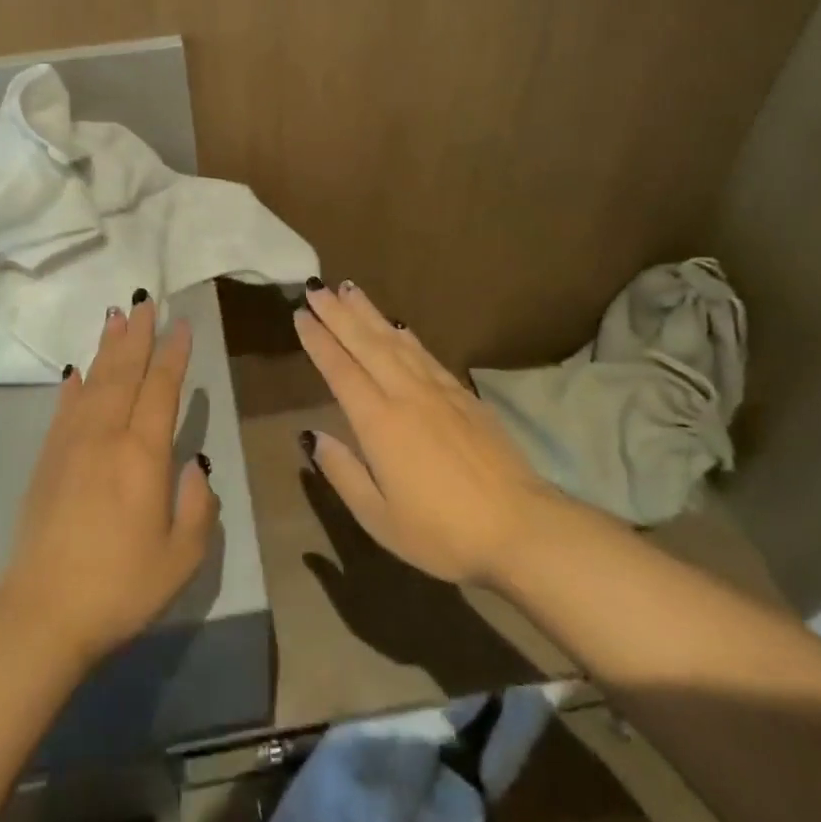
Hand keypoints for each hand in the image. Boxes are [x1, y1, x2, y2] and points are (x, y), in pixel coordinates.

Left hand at [0, 298, 219, 664]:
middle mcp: (106, 436)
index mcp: (143, 454)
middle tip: (144, 302)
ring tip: (114, 317)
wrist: (41, 612)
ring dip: (106, 348)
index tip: (181, 324)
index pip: (161, 389)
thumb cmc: (120, 586)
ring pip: (94, 382)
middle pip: (124, 372)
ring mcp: (71, 444)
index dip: (173, 354)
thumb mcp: (182, 557)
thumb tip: (194, 466)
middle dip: (137, 335)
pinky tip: (75, 371)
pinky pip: (64, 409)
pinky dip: (73, 385)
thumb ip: (198, 506)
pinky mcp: (47, 460)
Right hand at [295, 280, 556, 586]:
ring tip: (349, 289)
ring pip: (395, 341)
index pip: (340, 370)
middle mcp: (406, 394)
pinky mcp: (464, 395)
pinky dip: (405, 335)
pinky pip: (425, 353)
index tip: (300, 315)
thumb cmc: (443, 533)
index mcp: (379, 423)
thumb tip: (311, 436)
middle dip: (338, 314)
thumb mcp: (380, 518)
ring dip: (369, 313)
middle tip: (316, 288)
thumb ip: (343, 472)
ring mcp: (438, 390)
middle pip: (365, 343)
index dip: (318, 341)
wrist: (520, 526)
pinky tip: (397, 326)